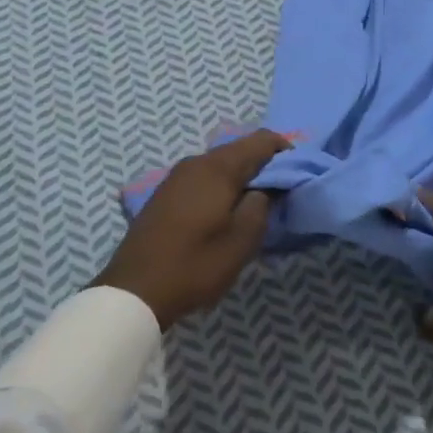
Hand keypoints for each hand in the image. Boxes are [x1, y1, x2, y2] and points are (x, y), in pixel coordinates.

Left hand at [96, 130, 290, 329]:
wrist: (133, 291)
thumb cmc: (195, 264)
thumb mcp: (242, 240)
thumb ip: (262, 204)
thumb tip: (268, 186)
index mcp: (218, 167)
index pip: (262, 140)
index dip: (286, 151)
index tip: (299, 174)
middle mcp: (197, 162)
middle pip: (240, 150)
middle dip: (264, 165)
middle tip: (281, 192)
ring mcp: (177, 176)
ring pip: (220, 164)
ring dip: (242, 177)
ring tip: (256, 204)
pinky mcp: (165, 193)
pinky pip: (203, 177)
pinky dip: (221, 186)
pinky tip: (225, 211)